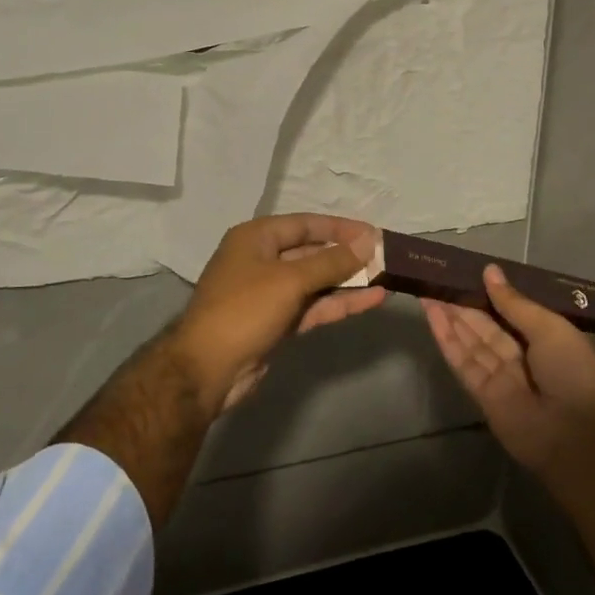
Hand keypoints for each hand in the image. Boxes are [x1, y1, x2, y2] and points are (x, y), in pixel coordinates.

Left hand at [169, 214, 385, 412]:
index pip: (305, 224)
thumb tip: (368, 241)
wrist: (207, 369)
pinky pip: (313, 305)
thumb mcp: (290, 280)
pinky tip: (371, 300)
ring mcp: (270, 293)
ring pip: (316, 282)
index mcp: (256, 238)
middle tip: (385, 257)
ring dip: (348, 281)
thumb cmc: (244, 310)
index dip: (340, 228)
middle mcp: (262, 260)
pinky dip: (339, 302)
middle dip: (347, 256)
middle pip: (312, 252)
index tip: (373, 233)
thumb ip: (332, 261)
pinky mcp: (278, 322)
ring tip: (386, 278)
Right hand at [421, 264, 594, 481]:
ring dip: (449, 316)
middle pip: (486, 325)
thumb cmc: (574, 372)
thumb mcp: (549, 328)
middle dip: (463, 303)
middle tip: (437, 277)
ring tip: (427, 290)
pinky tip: (432, 316)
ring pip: (471, 341)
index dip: (487, 293)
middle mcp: (522, 355)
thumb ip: (514, 303)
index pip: (510, 310)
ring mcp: (501, 376)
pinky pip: (463, 362)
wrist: (579, 436)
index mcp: (545, 337)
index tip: (464, 272)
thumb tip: (489, 271)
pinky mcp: (483, 395)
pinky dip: (447, 339)